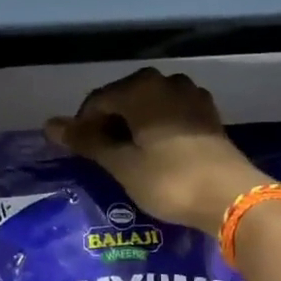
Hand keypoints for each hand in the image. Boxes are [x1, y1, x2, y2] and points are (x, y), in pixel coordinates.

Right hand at [46, 67, 270, 235]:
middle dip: (108, 124)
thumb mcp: (122, 164)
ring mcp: (192, 97)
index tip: (77, 153)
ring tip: (126, 155)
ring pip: (149, 106)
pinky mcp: (209, 115)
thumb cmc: (169, 180)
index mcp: (141, 88)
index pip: (98, 100)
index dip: (82, 125)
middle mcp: (167, 82)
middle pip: (124, 99)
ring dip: (133, 126)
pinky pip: (171, 115)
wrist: (231, 197)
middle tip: (100, 157)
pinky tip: (154, 152)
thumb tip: (49, 124)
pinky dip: (156, 129)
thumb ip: (87, 141)